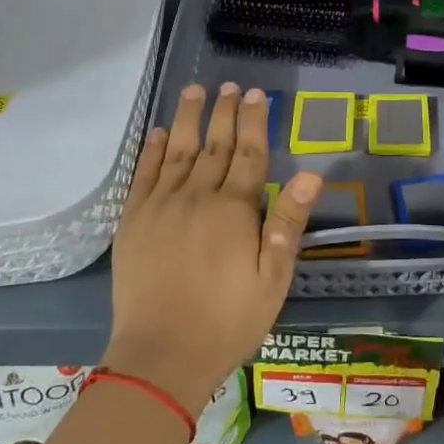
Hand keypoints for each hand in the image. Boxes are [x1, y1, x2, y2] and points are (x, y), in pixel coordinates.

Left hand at [106, 83, 319, 412]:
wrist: (160, 357)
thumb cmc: (227, 321)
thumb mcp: (273, 280)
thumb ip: (288, 224)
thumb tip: (311, 175)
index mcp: (234, 211)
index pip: (248, 154)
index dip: (254, 122)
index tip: (257, 95)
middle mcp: (196, 197)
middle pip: (214, 145)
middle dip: (224, 112)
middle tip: (231, 85)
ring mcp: (160, 207)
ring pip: (178, 151)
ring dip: (189, 118)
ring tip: (196, 91)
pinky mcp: (132, 222)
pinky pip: (143, 175)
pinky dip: (153, 150)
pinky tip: (160, 132)